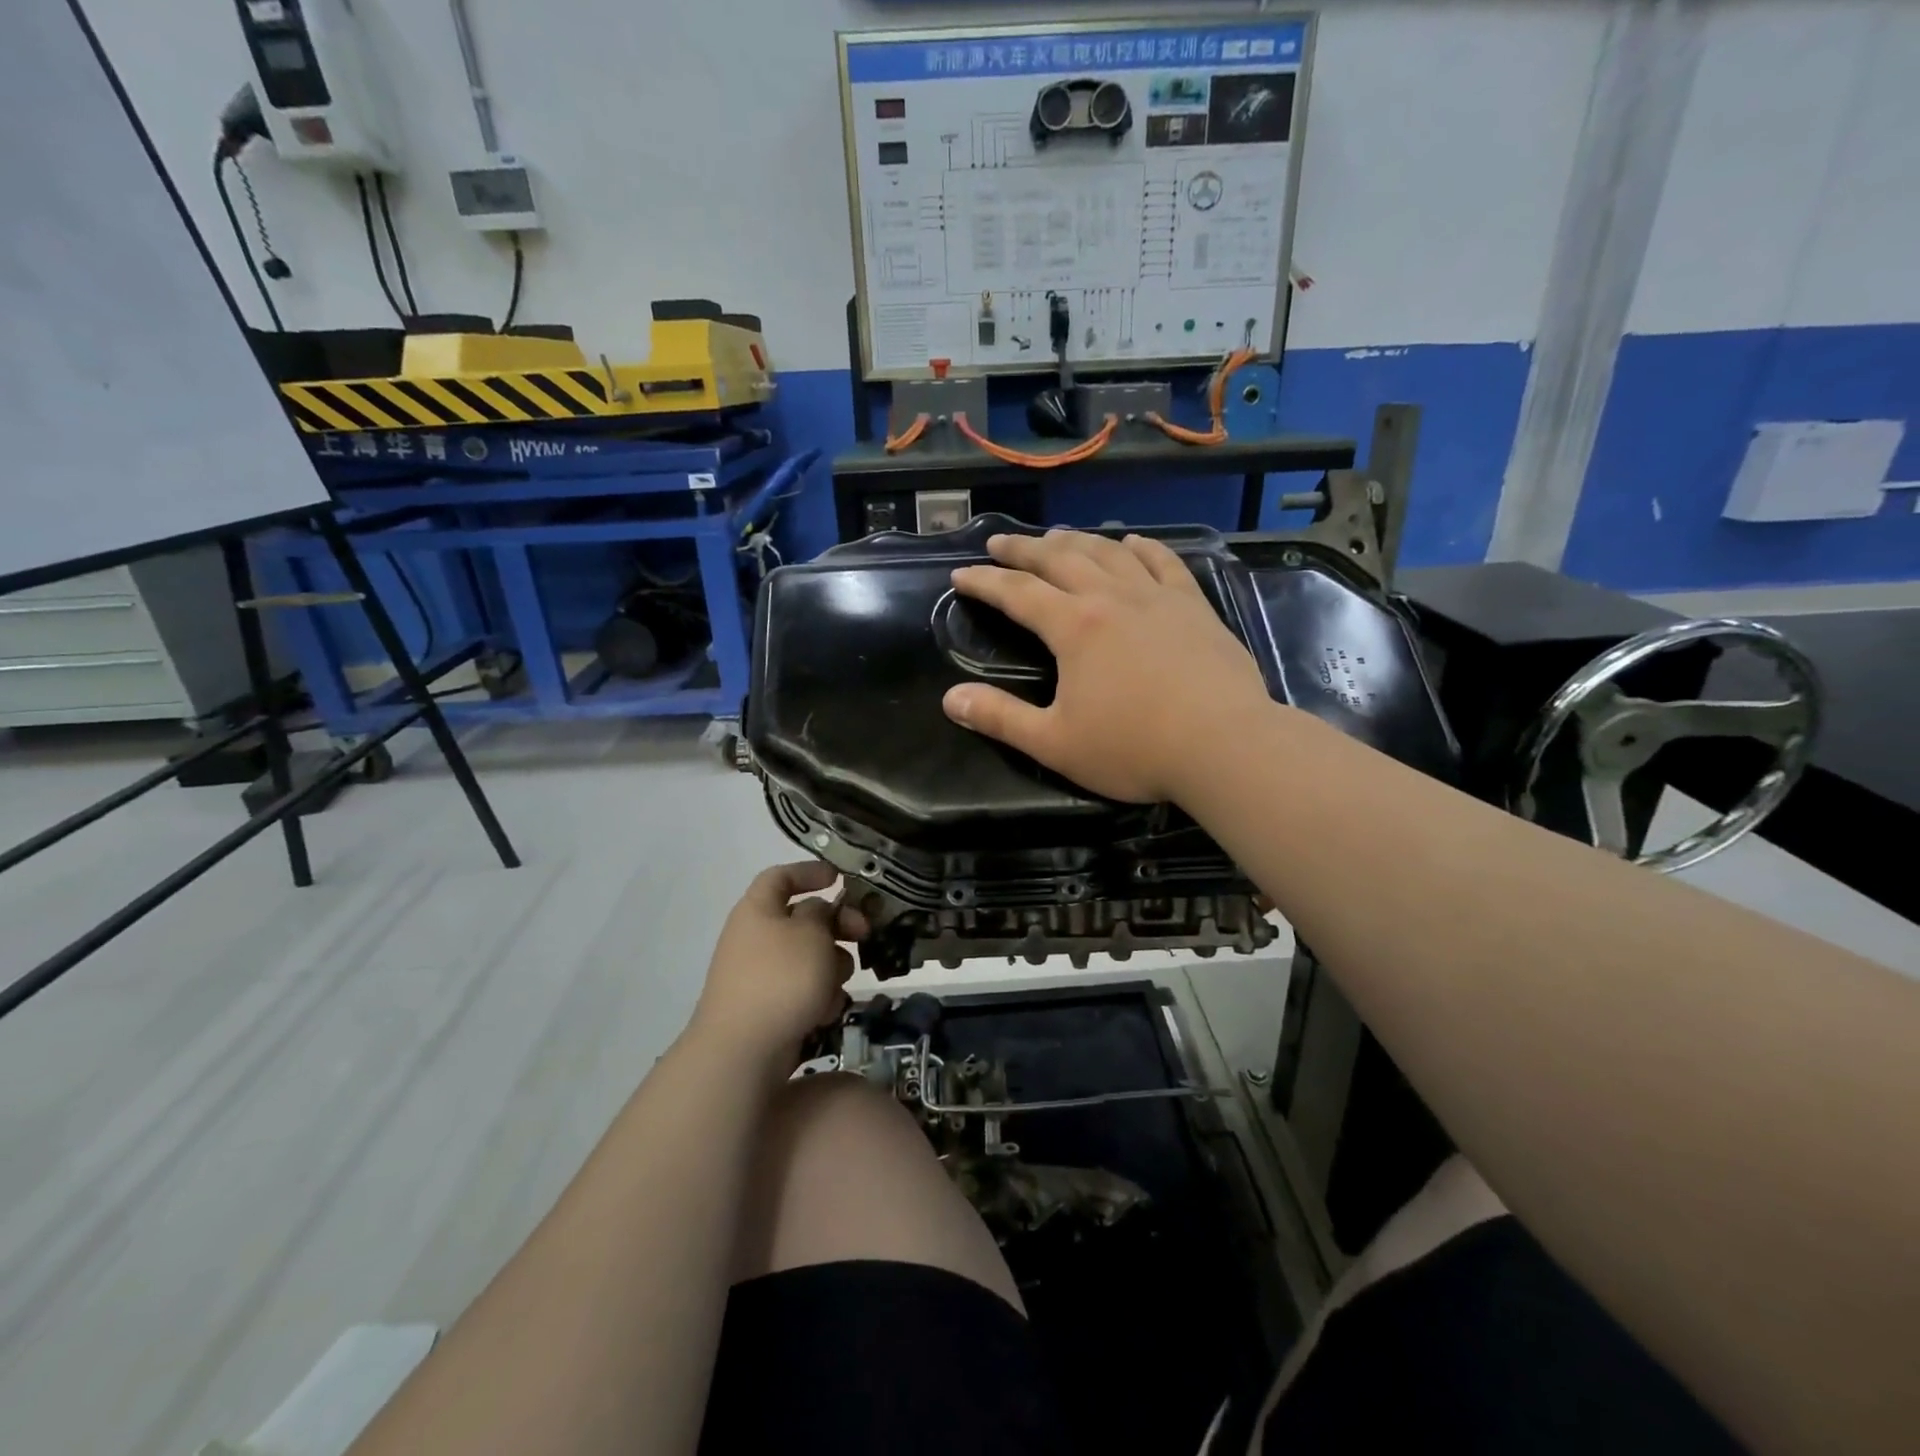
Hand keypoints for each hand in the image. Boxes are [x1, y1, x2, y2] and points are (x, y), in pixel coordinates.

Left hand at [691, 862, 868, 1062]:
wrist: (743, 1051)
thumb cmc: (781, 978)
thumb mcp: (812, 933)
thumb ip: (822, 913)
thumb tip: (818, 911)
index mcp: (757, 909)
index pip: (781, 876)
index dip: (809, 872)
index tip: (839, 878)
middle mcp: (755, 937)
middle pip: (803, 919)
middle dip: (837, 926)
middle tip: (864, 933)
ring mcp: (760, 974)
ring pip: (809, 957)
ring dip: (831, 965)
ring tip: (839, 981)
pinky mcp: (769, 1007)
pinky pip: (803, 990)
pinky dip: (819, 995)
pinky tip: (825, 1010)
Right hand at [943, 530, 1272, 803]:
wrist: (1224, 744)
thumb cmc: (1133, 748)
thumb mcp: (1054, 742)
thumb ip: (1000, 718)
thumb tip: (950, 699)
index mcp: (1074, 626)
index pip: (1017, 592)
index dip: (985, 581)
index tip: (961, 574)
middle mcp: (1111, 598)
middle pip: (1060, 559)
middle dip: (1025, 549)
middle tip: (1001, 542)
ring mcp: (1157, 597)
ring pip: (1109, 553)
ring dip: (1077, 541)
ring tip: (1056, 537)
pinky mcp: (1193, 606)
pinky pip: (1164, 562)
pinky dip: (1142, 547)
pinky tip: (1132, 542)